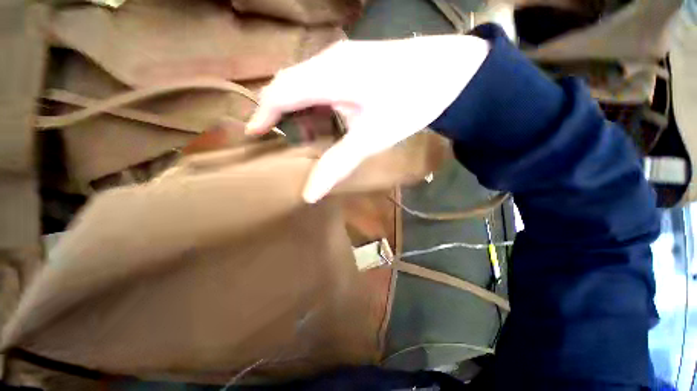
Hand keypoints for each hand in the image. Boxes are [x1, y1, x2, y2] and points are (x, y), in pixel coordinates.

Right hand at [246, 35, 489, 202]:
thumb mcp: (370, 138)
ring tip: (314, 137)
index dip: (262, 115)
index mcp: (327, 75)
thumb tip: (310, 195)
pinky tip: (333, 119)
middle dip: (283, 115)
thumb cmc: (410, 103)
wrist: (451, 73)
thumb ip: (337, 164)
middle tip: (288, 143)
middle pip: (289, 86)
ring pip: (307, 84)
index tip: (253, 136)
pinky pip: (323, 81)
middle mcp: (329, 59)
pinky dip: (319, 103)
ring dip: (304, 111)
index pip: (279, 93)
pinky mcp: (355, 61)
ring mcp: (343, 56)